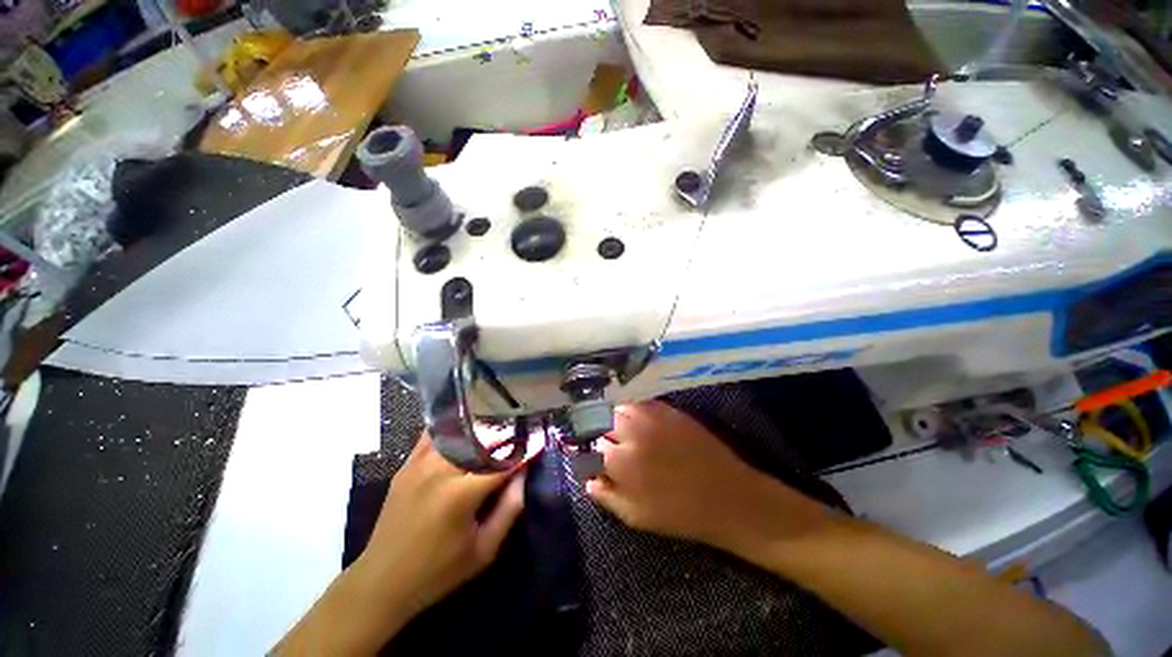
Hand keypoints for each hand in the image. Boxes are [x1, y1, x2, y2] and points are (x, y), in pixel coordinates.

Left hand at [276, 433, 525, 654]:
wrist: (381, 582)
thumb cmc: (439, 571)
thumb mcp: (484, 550)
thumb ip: (510, 508)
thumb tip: (523, 472)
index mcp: (462, 494)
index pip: (503, 461)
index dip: (524, 450)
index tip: (539, 441)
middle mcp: (440, 470)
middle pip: (482, 439)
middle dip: (506, 434)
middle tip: (522, 431)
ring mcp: (420, 464)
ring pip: (459, 433)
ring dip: (482, 429)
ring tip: (498, 427)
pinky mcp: (407, 465)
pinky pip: (434, 436)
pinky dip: (453, 429)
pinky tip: (466, 427)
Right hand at [586, 401, 824, 555]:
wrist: (728, 496)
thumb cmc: (680, 514)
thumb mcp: (636, 517)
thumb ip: (606, 495)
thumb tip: (586, 479)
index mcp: (621, 460)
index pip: (591, 444)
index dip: (591, 451)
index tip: (594, 455)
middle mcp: (632, 432)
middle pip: (601, 419)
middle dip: (599, 429)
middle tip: (607, 441)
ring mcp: (651, 417)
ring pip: (619, 406)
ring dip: (614, 416)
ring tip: (620, 428)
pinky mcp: (668, 409)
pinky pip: (641, 402)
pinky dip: (633, 408)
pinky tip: (637, 420)